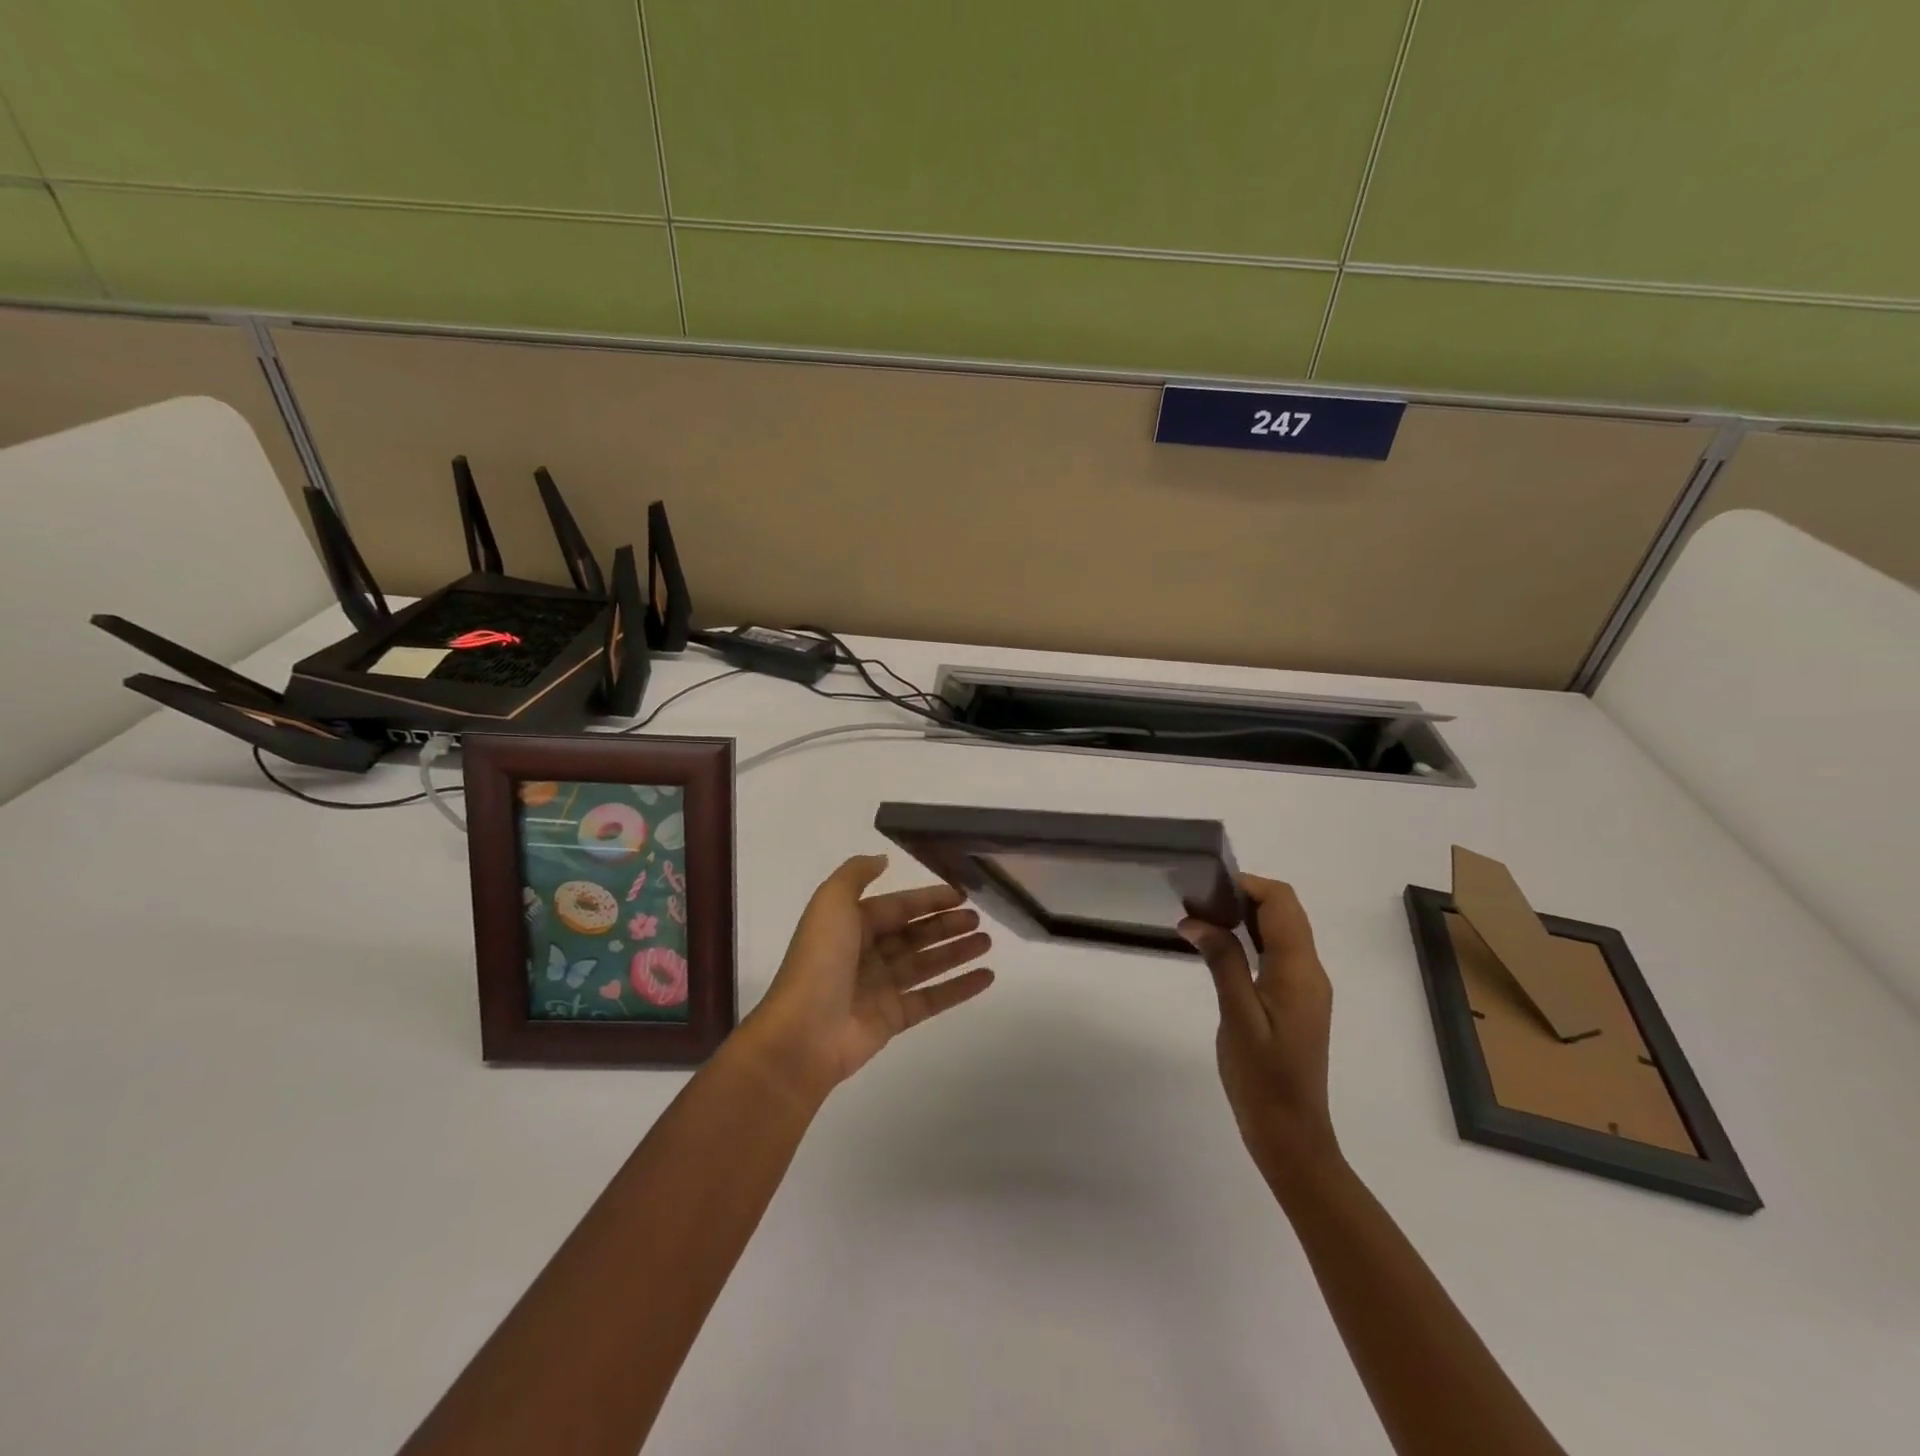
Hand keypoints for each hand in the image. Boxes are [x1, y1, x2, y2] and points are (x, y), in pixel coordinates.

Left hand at [743, 854, 994, 1099]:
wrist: (803, 1032)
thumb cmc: (820, 960)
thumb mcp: (831, 902)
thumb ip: (856, 874)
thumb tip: (883, 859)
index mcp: (851, 925)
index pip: (898, 906)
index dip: (929, 899)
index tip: (962, 893)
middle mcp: (866, 954)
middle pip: (915, 935)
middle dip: (946, 924)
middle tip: (980, 918)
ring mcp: (880, 988)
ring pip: (926, 964)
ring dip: (957, 952)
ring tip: (988, 942)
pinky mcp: (893, 1019)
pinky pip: (932, 999)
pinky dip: (959, 988)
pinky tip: (986, 977)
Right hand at [1179, 876, 1339, 1185]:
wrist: (1291, 1135)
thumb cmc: (1262, 1079)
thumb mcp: (1236, 1017)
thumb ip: (1222, 962)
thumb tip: (1196, 920)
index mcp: (1299, 971)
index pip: (1281, 903)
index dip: (1247, 884)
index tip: (1206, 885)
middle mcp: (1310, 972)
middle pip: (1285, 912)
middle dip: (1245, 895)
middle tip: (1198, 899)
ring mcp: (1305, 987)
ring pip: (1281, 931)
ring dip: (1246, 916)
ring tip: (1202, 917)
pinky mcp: (1296, 1001)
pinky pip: (1277, 953)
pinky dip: (1250, 938)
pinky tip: (1220, 947)